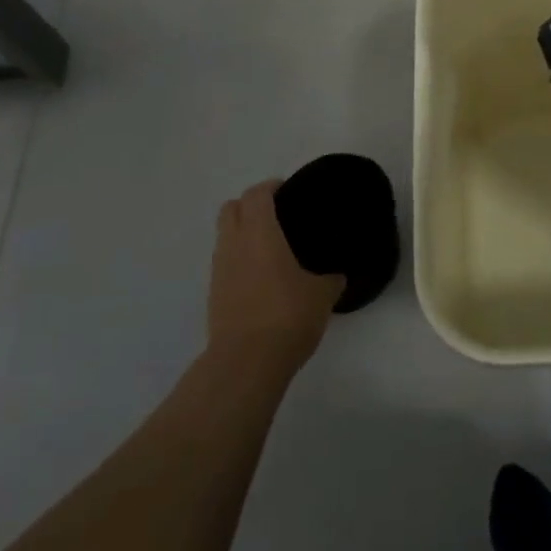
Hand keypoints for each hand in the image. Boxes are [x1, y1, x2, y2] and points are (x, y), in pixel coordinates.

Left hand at [207, 181, 343, 374]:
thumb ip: (331, 277)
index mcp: (260, 232)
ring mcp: (219, 271)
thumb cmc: (287, 315)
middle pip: (231, 208)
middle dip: (251, 205)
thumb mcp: (322, 294)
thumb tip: (337, 275)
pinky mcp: (214, 296)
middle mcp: (234, 244)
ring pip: (225, 236)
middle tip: (277, 215)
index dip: (272, 187)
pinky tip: (262, 277)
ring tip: (272, 248)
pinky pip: (225, 263)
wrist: (246, 363)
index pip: (257, 194)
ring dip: (242, 233)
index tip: (290, 191)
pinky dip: (239, 260)